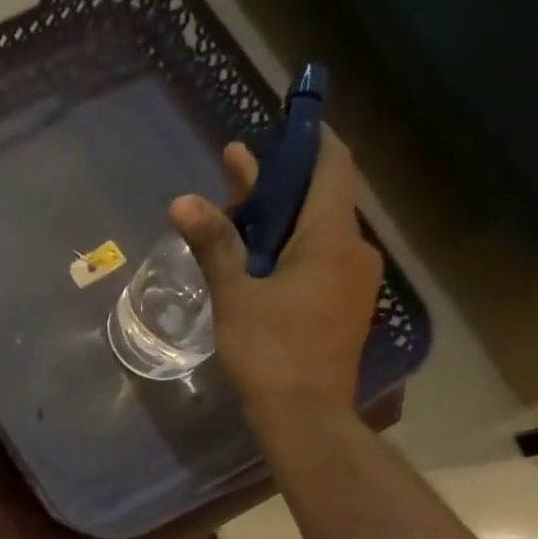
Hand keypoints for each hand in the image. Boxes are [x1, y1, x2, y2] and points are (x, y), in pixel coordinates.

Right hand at [171, 127, 382, 418]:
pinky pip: (320, 258)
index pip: (331, 167)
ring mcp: (353, 279)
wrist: (306, 416)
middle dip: (277, 182)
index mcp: (331, 238)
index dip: (310, 139)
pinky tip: (257, 258)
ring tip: (235, 215)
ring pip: (317, 231)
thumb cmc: (270, 351)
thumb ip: (214, 244)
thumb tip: (184, 201)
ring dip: (280, 218)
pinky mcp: (345, 304)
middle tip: (232, 170)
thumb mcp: (236, 295)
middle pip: (318, 199)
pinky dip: (290, 247)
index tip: (285, 122)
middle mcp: (353, 249)